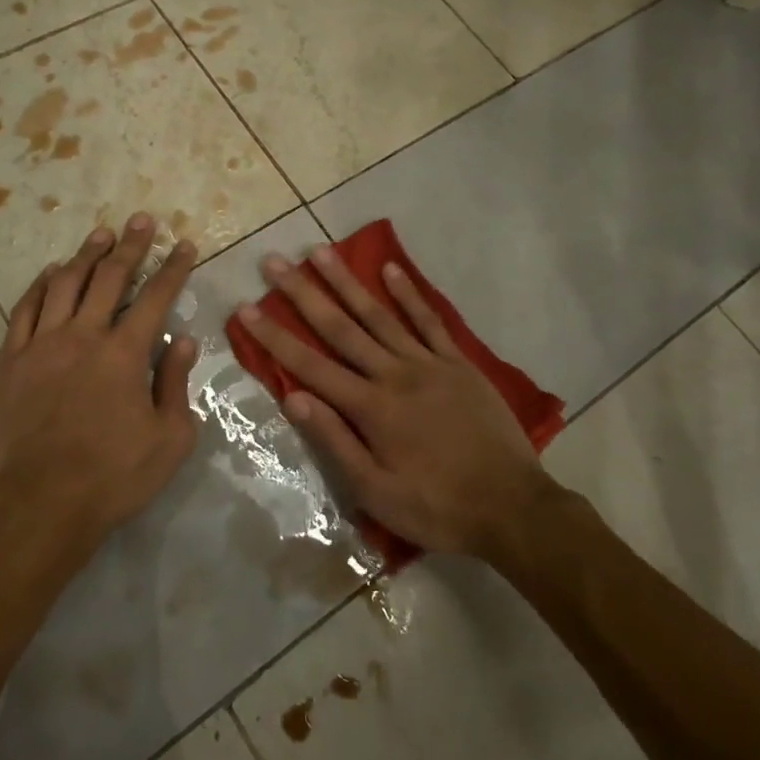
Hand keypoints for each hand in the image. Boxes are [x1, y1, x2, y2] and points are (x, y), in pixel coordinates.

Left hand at [0, 214, 199, 558]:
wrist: (40, 502)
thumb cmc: (114, 476)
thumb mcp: (169, 438)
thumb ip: (176, 383)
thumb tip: (183, 340)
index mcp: (125, 353)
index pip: (156, 297)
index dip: (173, 268)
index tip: (183, 245)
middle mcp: (84, 335)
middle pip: (110, 277)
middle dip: (130, 245)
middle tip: (142, 220)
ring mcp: (43, 344)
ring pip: (65, 283)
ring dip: (86, 255)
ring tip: (101, 235)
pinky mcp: (12, 360)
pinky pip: (25, 309)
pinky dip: (40, 286)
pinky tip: (49, 273)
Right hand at [236, 247, 564, 560]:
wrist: (512, 507)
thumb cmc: (437, 507)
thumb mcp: (377, 493)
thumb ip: (335, 442)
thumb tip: (294, 399)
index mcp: (371, 408)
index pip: (310, 366)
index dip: (275, 337)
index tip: (246, 308)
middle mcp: (394, 375)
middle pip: (340, 328)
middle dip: (303, 294)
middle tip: (274, 261)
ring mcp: (428, 364)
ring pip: (379, 315)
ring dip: (348, 282)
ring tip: (321, 251)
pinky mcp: (458, 364)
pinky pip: (430, 321)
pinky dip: (410, 294)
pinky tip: (391, 269)